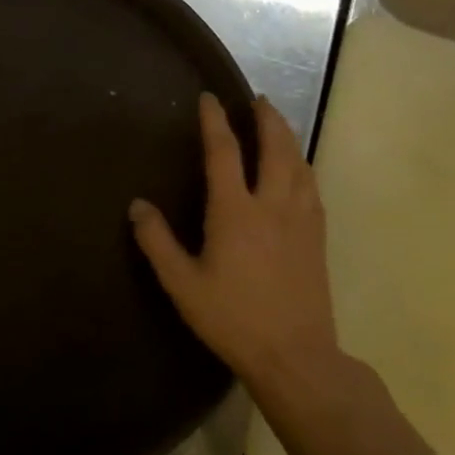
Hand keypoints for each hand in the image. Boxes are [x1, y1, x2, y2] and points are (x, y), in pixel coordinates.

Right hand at [129, 93, 338, 392]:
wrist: (295, 356)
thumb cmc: (231, 318)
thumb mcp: (181, 283)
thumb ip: (157, 241)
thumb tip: (137, 205)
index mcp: (235, 212)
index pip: (224, 153)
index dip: (215, 122)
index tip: (209, 98)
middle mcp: (272, 206)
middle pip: (275, 149)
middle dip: (266, 119)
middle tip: (257, 99)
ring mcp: (301, 221)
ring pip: (299, 165)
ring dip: (288, 138)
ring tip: (277, 124)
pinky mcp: (317, 239)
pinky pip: (312, 188)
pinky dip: (303, 166)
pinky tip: (299, 170)